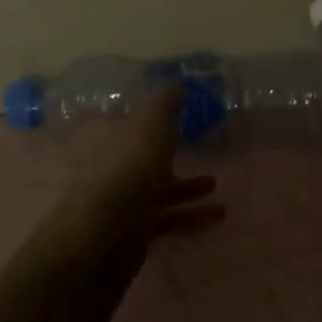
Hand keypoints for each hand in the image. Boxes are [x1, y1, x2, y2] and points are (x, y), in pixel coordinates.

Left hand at [52, 86, 223, 260]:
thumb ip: (166, 105)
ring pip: (155, 193)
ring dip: (186, 191)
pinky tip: (216, 216)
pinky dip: (189, 217)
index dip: (148, 126)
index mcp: (105, 139)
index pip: (125, 127)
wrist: (107, 230)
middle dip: (169, 161)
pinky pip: (164, 221)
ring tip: (216, 189)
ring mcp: (117, 205)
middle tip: (198, 158)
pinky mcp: (131, 235)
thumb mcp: (152, 122)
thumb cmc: (129, 164)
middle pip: (141, 163)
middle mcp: (107, 170)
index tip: (174, 125)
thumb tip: (176, 86)